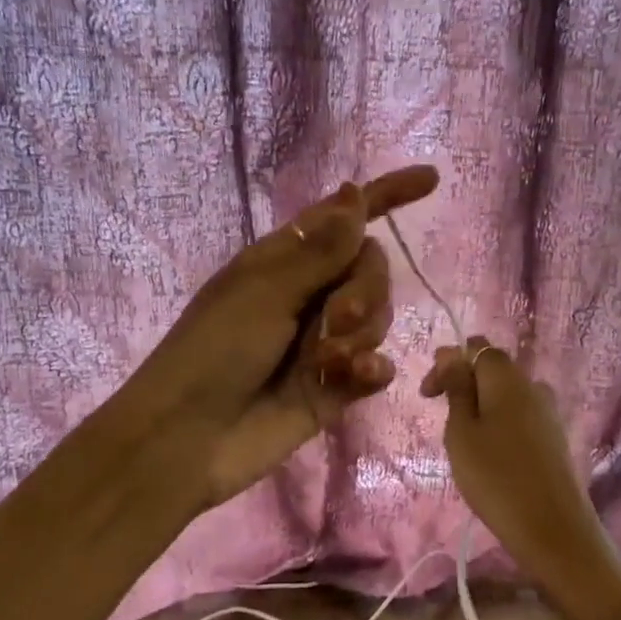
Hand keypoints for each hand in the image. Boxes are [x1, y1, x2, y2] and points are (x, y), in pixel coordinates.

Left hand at [126, 166, 439, 511]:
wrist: (189, 438)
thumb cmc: (215, 351)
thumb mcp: (265, 291)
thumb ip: (320, 250)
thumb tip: (355, 192)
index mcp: (285, 260)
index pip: (345, 217)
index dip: (386, 196)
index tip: (431, 180)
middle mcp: (309, 294)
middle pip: (370, 269)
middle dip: (365, 289)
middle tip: (338, 319)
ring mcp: (324, 341)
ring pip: (377, 317)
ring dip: (360, 334)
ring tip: (326, 359)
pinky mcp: (335, 386)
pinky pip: (375, 365)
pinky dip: (371, 369)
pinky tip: (356, 378)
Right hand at [421, 337, 611, 589]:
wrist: (552, 529)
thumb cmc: (495, 477)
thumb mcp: (461, 431)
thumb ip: (457, 388)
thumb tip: (452, 352)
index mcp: (507, 377)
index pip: (475, 348)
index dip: (448, 363)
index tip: (428, 395)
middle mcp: (532, 385)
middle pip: (493, 369)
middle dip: (463, 385)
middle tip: (443, 420)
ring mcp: (548, 412)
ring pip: (506, 395)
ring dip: (481, 406)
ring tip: (464, 442)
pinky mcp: (555, 437)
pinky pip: (520, 416)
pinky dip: (500, 424)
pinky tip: (491, 455)